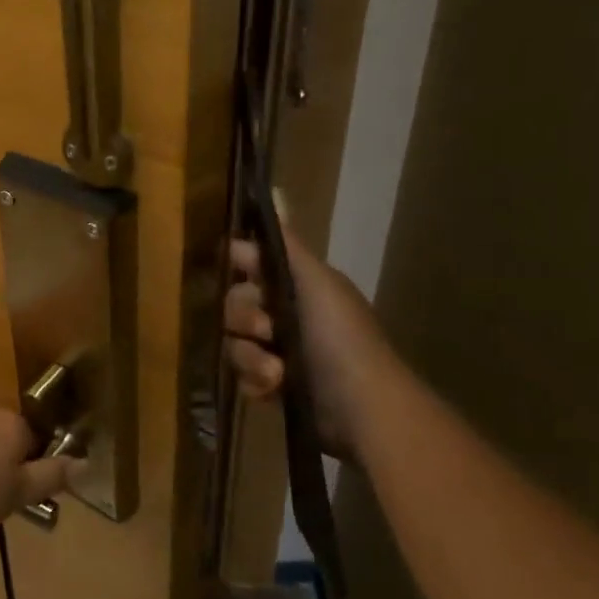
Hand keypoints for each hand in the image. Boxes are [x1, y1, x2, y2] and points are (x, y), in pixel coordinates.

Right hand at [224, 234, 395, 461]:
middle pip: (234, 303)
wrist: (363, 408)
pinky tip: (273, 389)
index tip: (236, 267)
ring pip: (235, 342)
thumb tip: (275, 190)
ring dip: (250, 356)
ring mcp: (278, 352)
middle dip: (244, 317)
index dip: (239, 263)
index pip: (251, 262)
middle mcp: (285, 314)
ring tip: (276, 371)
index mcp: (297, 285)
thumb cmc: (341, 337)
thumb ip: (286, 243)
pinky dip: (255, 382)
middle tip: (265, 328)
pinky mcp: (273, 387)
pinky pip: (242, 376)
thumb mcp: (315, 282)